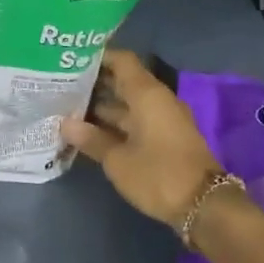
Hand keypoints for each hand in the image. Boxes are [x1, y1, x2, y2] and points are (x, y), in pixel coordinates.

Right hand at [62, 50, 222, 229]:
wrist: (203, 205)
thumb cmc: (158, 175)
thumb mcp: (118, 160)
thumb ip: (92, 139)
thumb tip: (66, 124)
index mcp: (147, 95)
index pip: (122, 61)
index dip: (97, 57)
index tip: (70, 60)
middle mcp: (156, 101)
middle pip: (123, 82)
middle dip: (93, 84)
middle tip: (60, 86)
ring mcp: (162, 120)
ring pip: (127, 104)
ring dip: (101, 107)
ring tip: (67, 108)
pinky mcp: (164, 138)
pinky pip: (135, 121)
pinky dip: (114, 123)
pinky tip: (89, 131)